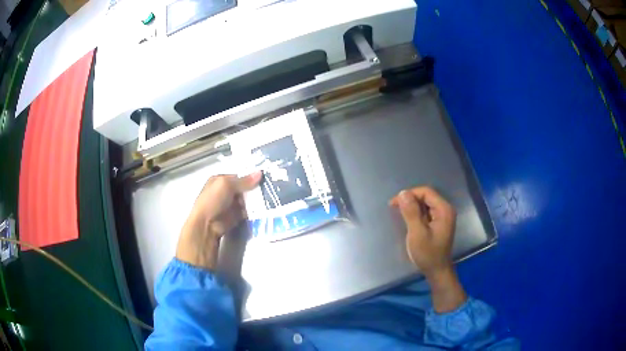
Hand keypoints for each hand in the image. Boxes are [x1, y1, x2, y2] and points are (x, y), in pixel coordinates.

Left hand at [176, 172, 261, 269]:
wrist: (206, 224)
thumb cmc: (213, 200)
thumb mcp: (226, 185)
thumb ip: (244, 181)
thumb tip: (260, 173)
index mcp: (220, 180)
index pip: (239, 176)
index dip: (250, 177)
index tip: (264, 178)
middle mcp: (226, 191)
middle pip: (244, 188)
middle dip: (255, 189)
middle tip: (269, 189)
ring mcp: (231, 204)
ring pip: (247, 200)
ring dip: (256, 200)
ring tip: (270, 198)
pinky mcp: (236, 216)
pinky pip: (248, 211)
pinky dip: (255, 211)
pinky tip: (265, 209)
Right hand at [390, 186, 455, 277]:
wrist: (437, 271)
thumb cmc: (428, 254)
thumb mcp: (417, 233)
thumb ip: (411, 212)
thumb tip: (403, 193)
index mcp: (444, 210)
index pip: (426, 192)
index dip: (409, 194)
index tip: (394, 203)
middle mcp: (445, 209)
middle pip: (426, 196)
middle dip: (410, 200)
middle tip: (394, 208)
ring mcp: (443, 216)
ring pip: (425, 203)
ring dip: (412, 206)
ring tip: (399, 214)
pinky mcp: (439, 222)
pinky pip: (426, 211)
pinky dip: (416, 213)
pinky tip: (408, 219)